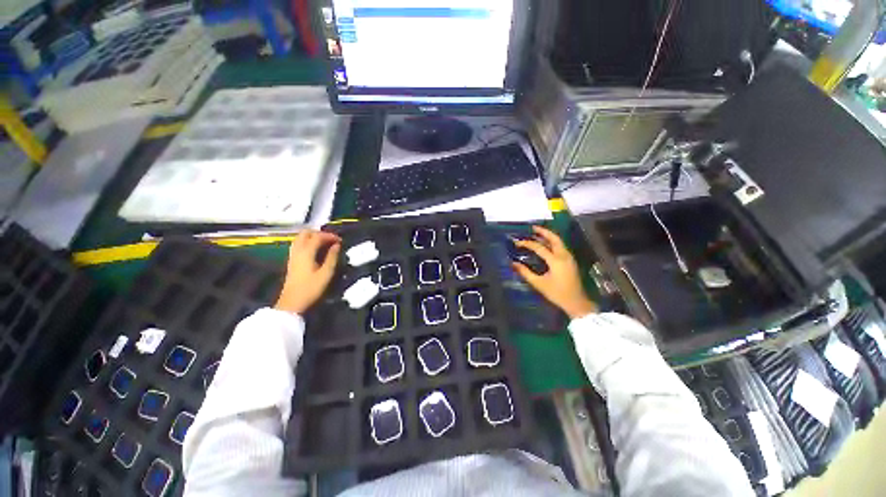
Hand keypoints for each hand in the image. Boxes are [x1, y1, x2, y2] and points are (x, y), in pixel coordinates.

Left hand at [275, 230, 341, 313]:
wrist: (292, 303)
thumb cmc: (311, 288)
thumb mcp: (326, 274)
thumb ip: (332, 257)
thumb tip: (337, 245)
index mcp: (306, 252)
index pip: (318, 236)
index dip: (330, 236)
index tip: (340, 240)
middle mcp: (297, 250)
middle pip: (306, 233)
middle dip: (319, 233)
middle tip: (331, 240)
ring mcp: (293, 255)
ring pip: (300, 238)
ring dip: (313, 237)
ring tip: (325, 244)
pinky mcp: (291, 261)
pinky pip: (298, 244)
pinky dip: (308, 243)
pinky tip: (316, 250)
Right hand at [512, 226, 596, 318]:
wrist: (576, 302)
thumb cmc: (556, 293)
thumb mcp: (539, 283)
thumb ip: (525, 272)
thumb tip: (513, 263)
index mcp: (556, 261)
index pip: (539, 247)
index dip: (527, 243)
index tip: (516, 242)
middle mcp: (564, 255)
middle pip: (554, 238)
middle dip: (543, 232)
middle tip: (533, 228)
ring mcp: (569, 258)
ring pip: (559, 242)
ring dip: (548, 236)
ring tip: (537, 233)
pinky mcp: (570, 261)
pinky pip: (561, 247)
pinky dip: (552, 242)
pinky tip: (546, 244)